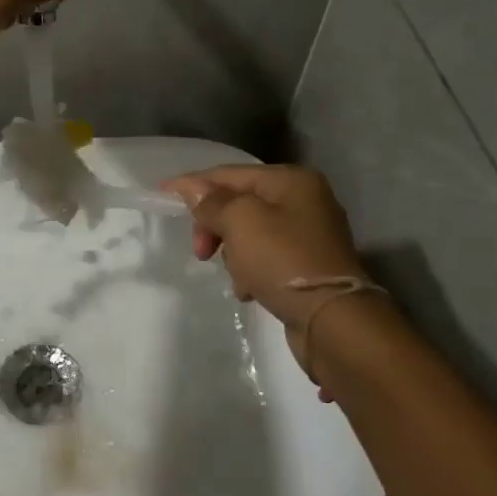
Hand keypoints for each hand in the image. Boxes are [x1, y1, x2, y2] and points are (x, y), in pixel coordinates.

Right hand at [163, 165, 372, 389]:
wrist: (334, 322)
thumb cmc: (283, 260)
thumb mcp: (240, 222)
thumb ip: (212, 202)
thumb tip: (193, 190)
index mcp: (291, 180)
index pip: (230, 173)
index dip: (194, 183)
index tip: (162, 193)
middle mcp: (304, 200)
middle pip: (240, 203)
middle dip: (215, 225)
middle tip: (201, 251)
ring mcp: (309, 234)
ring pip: (249, 233)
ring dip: (233, 252)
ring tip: (236, 276)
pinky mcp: (308, 266)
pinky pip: (265, 258)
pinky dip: (251, 270)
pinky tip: (248, 289)